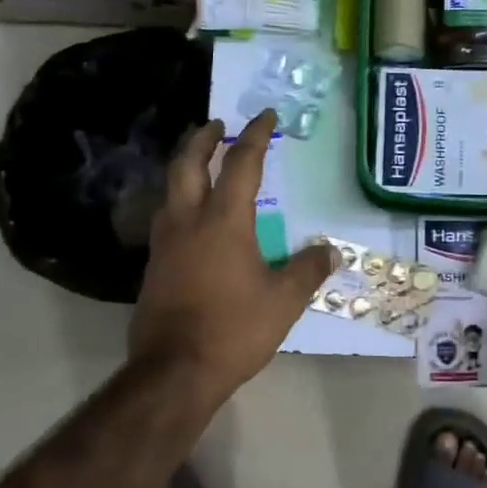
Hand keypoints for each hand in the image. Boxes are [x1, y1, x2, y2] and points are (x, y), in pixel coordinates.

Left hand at [129, 109, 336, 401]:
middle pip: (187, 164)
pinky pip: (165, 218)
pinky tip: (190, 218)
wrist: (174, 371)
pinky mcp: (154, 266)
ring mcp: (165, 243)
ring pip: (169, 189)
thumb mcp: (284, 300)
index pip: (240, 163)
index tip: (265, 116)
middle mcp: (189, 221)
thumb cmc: (233, 329)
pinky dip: (178, 201)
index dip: (255, 136)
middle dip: (202, 139)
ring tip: (199, 164)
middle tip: (216, 125)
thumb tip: (332, 250)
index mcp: (224, 221)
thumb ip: (308, 269)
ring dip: (184, 167)